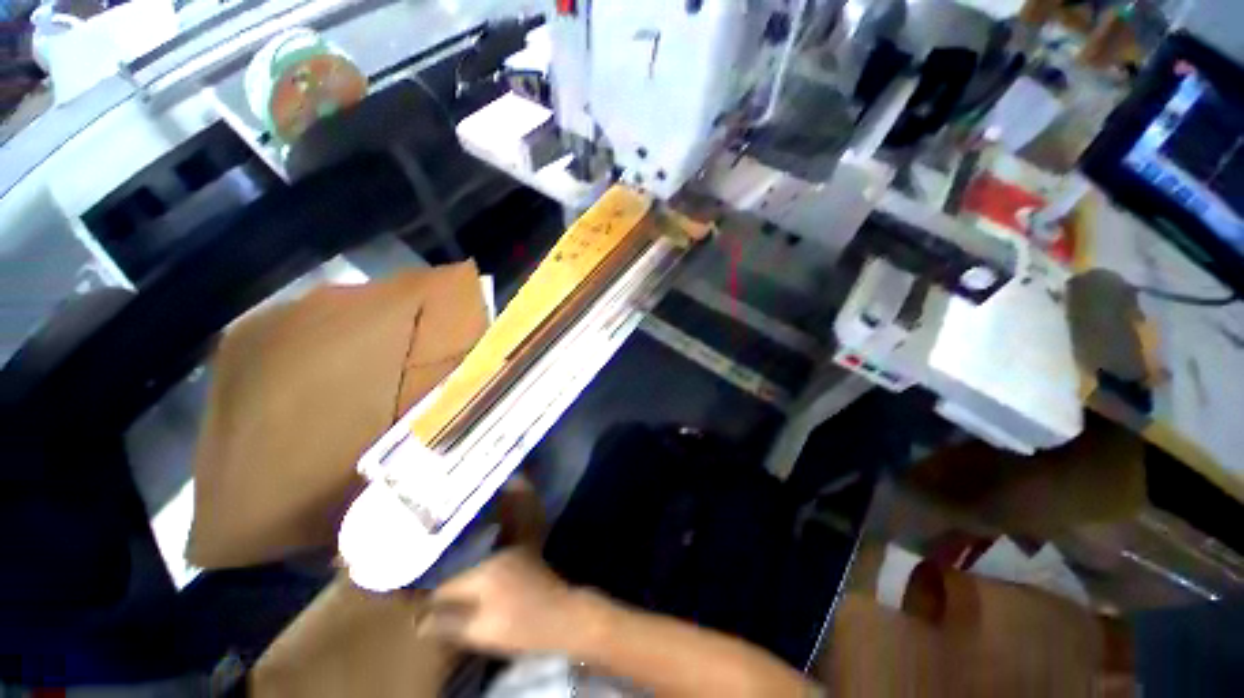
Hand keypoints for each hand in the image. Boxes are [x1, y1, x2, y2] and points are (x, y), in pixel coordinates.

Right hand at [418, 548, 587, 655]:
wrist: (563, 616)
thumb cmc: (520, 627)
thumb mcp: (480, 632)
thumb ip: (448, 624)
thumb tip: (419, 622)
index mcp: (483, 570)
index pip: (446, 585)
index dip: (431, 603)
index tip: (421, 615)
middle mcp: (496, 554)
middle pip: (463, 573)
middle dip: (451, 591)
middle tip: (437, 609)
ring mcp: (512, 553)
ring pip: (479, 569)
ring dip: (469, 584)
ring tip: (458, 602)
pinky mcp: (524, 557)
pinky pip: (495, 566)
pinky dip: (486, 579)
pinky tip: (483, 593)